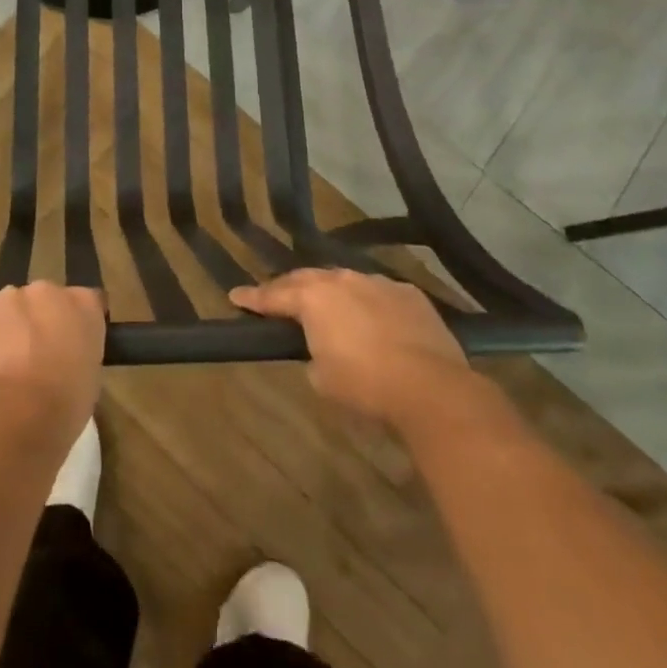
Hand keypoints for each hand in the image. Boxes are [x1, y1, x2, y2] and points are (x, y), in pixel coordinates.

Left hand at [0, 282, 105, 446]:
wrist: (13, 413)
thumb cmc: (64, 405)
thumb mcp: (90, 378)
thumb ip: (80, 352)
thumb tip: (67, 356)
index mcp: (84, 304)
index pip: (88, 302)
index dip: (79, 323)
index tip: (74, 344)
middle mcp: (49, 290)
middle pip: (46, 299)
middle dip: (43, 320)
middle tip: (39, 354)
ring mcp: (11, 296)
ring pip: (13, 307)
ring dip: (13, 325)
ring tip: (8, 363)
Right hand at [231, 269, 469, 424]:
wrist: (430, 387)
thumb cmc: (365, 385)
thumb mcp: (323, 379)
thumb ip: (313, 356)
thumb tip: (320, 351)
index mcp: (314, 298)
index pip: (274, 295)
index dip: (253, 298)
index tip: (236, 296)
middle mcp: (342, 280)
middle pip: (307, 280)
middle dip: (290, 289)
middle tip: (277, 298)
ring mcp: (378, 283)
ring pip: (346, 282)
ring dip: (334, 294)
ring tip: (329, 308)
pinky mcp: (409, 294)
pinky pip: (379, 293)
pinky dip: (370, 303)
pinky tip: (374, 319)